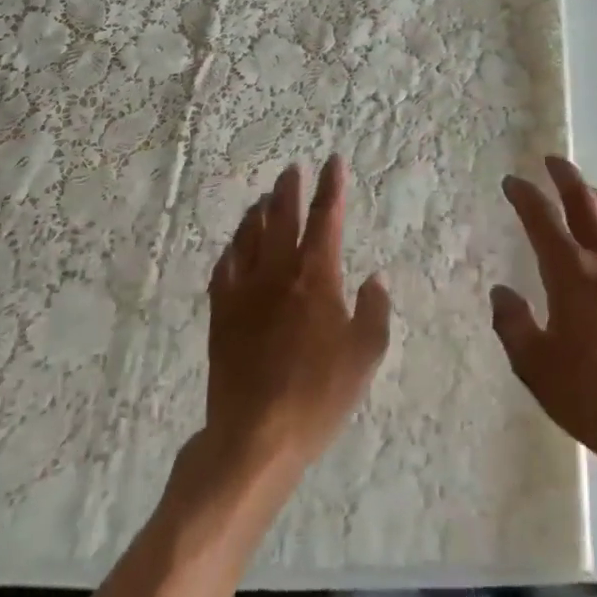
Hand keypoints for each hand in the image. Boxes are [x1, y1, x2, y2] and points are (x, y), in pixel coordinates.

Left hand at [205, 156, 390, 472]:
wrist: (255, 435)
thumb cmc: (319, 394)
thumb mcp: (366, 354)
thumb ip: (374, 310)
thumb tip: (375, 278)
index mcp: (317, 275)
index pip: (326, 218)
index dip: (332, 187)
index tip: (334, 161)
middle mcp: (279, 272)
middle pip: (283, 217)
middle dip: (290, 189)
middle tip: (293, 168)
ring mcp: (245, 291)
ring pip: (250, 236)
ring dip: (259, 212)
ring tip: (264, 198)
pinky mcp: (222, 314)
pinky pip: (225, 268)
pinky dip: (232, 248)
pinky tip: (234, 245)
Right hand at [490, 156, 596, 469]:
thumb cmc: (592, 397)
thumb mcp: (536, 367)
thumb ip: (513, 325)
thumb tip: (502, 292)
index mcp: (572, 274)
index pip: (542, 220)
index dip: (525, 196)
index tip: (513, 182)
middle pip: (586, 205)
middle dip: (566, 178)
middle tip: (553, 161)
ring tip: (591, 193)